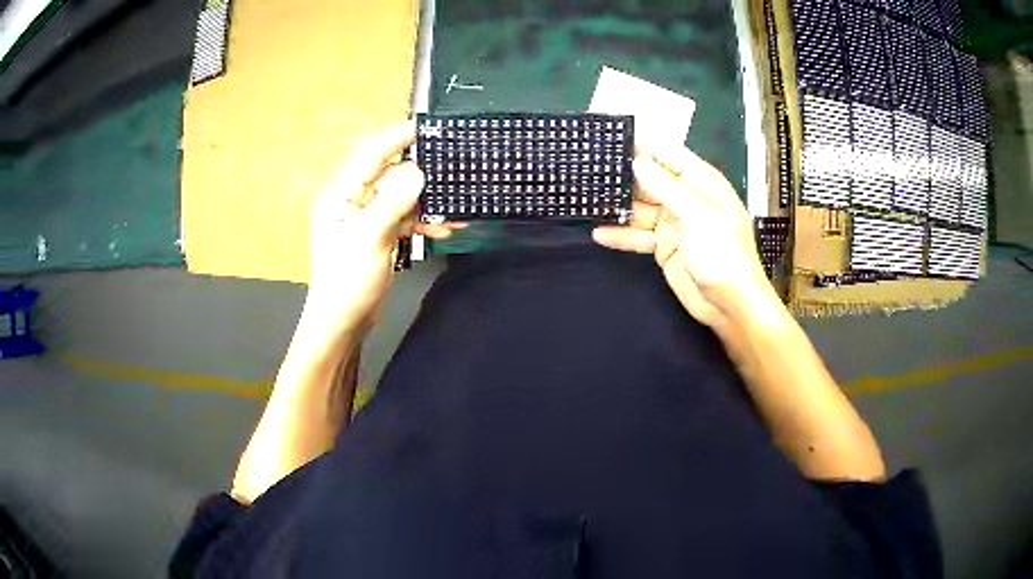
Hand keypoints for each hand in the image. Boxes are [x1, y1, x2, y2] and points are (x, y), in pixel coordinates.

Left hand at [301, 120, 463, 350]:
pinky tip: (445, 229)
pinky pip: (404, 219)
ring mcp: (366, 219)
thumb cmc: (348, 280)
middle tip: (450, 165)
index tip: (424, 126)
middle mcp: (352, 202)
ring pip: (401, 198)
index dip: (396, 139)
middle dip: (420, 173)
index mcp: (341, 195)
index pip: (370, 157)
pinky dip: (423, 222)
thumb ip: (393, 203)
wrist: (343, 322)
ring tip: (456, 205)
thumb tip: (418, 172)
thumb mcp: (370, 238)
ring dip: (426, 202)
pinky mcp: (378, 236)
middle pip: (389, 175)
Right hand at [592, 143, 776, 328]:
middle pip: (651, 180)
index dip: (645, 145)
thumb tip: (638, 162)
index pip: (670, 155)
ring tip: (588, 197)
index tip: (615, 136)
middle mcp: (687, 199)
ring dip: (619, 205)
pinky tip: (599, 233)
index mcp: (702, 183)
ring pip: (641, 209)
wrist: (730, 306)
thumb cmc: (723, 254)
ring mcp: (674, 224)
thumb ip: (666, 188)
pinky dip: (622, 235)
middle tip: (591, 166)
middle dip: (625, 175)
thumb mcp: (696, 216)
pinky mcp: (664, 248)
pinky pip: (639, 236)